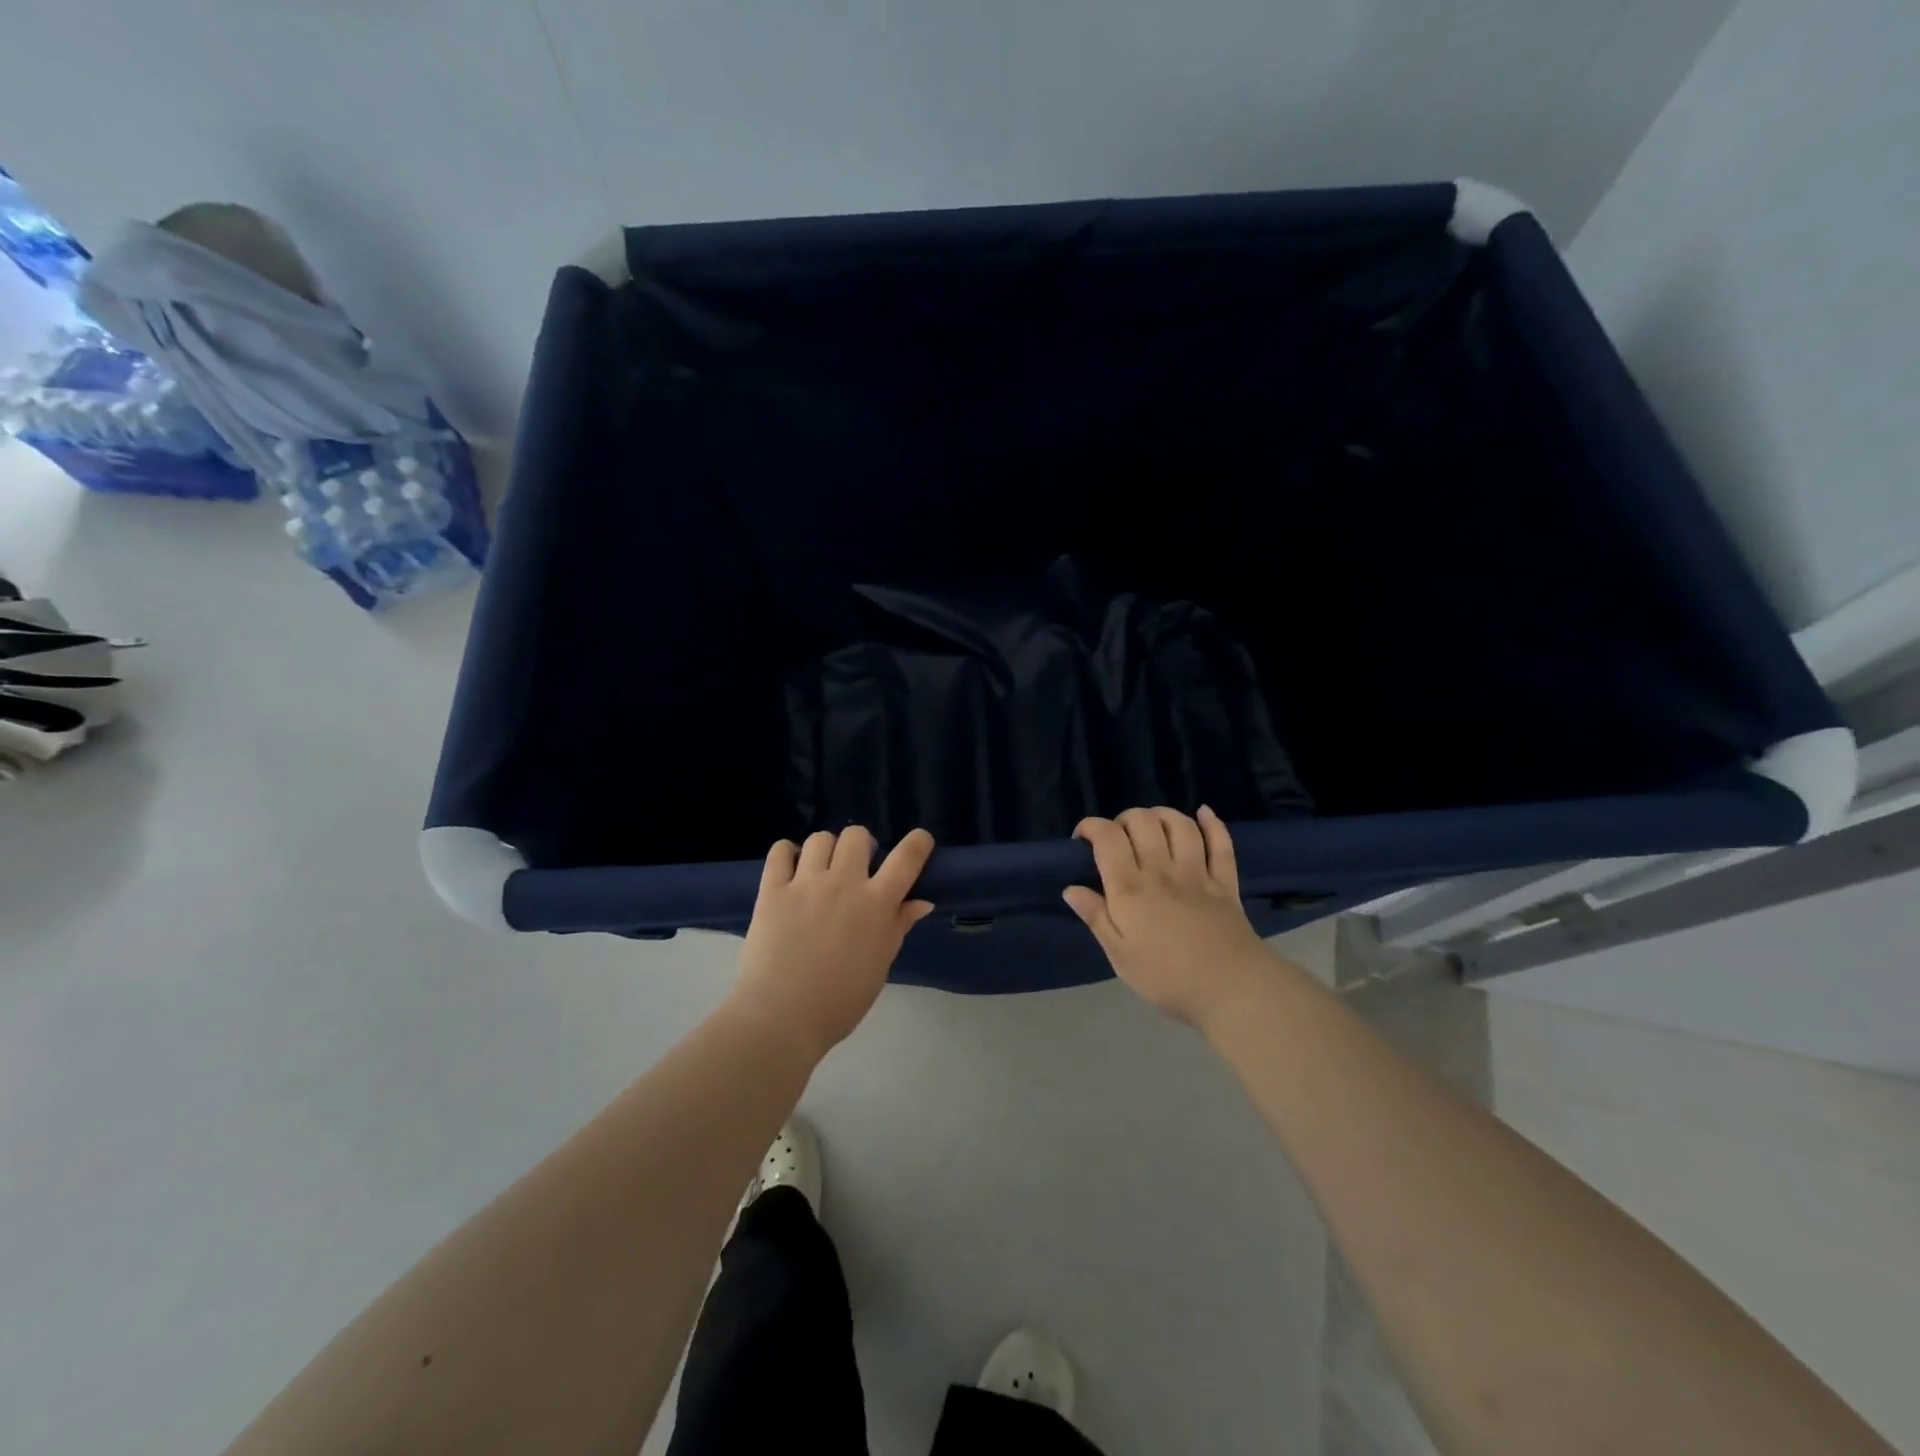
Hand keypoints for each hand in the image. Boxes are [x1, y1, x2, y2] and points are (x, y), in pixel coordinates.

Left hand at [732, 826, 935, 1060]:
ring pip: (820, 839)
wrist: (782, 1018)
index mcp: (876, 904)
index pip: (907, 858)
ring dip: (825, 849)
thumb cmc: (840, 1001)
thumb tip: (921, 902)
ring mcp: (805, 884)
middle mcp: (844, 884)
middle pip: (857, 836)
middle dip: (862, 845)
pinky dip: (787, 853)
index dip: (918, 842)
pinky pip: (779, 851)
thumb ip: (898, 926)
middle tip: (856, 866)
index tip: (919, 842)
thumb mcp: (880, 965)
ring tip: (821, 869)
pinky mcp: (772, 890)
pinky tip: (790, 868)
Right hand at [1063, 806, 1274, 1026]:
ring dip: (1162, 815)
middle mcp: (1162, 870)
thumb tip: (1071, 888)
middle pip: (1143, 821)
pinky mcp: (1225, 882)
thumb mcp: (1120, 955)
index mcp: (1131, 889)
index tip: (1082, 840)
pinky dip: (1212, 824)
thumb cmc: (1166, 977)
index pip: (1108, 838)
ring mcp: (1197, 873)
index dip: (1091, 827)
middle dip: (1124, 819)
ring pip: (1179, 825)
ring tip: (1151, 827)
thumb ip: (1096, 918)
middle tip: (1118, 839)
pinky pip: (1221, 843)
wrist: (1231, 989)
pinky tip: (1203, 813)